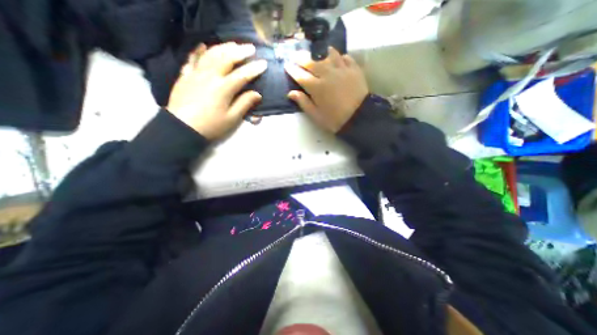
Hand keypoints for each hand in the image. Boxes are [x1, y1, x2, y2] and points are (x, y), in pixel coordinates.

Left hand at [166, 43, 266, 139]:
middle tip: (251, 48)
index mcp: (223, 88)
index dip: (254, 69)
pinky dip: (198, 51)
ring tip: (233, 44)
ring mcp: (196, 73)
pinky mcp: (185, 76)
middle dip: (240, 52)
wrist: (182, 128)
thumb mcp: (232, 118)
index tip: (264, 64)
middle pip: (226, 58)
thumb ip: (244, 104)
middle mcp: (210, 76)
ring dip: (223, 47)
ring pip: (210, 54)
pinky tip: (203, 46)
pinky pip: (192, 59)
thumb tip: (257, 94)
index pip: (242, 75)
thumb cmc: (211, 126)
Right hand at [284, 47, 368, 132]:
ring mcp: (342, 70)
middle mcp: (327, 74)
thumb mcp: (316, 116)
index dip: (292, 70)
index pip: (301, 75)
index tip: (287, 65)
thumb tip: (291, 93)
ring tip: (315, 53)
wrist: (359, 118)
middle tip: (296, 55)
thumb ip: (303, 103)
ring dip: (320, 52)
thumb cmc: (335, 120)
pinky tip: (336, 58)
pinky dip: (338, 56)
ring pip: (328, 54)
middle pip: (312, 61)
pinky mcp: (354, 69)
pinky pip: (344, 57)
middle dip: (301, 57)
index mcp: (317, 87)